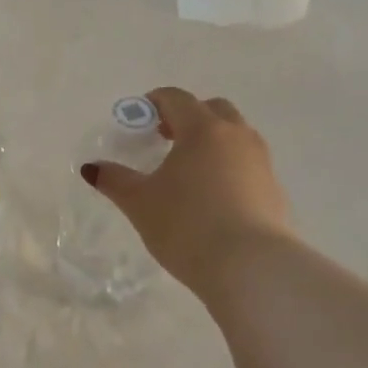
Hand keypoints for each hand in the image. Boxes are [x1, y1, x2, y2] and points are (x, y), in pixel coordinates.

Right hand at [82, 87, 296, 299]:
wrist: (252, 269)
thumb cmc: (188, 226)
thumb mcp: (140, 203)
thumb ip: (115, 180)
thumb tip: (92, 168)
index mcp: (202, 129)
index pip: (177, 98)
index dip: (155, 102)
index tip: (140, 118)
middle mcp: (236, 136)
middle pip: (213, 109)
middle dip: (189, 116)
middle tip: (167, 138)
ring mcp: (261, 162)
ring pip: (236, 135)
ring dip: (213, 140)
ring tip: (190, 169)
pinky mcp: (275, 190)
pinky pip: (248, 164)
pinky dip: (230, 167)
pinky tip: (214, 197)